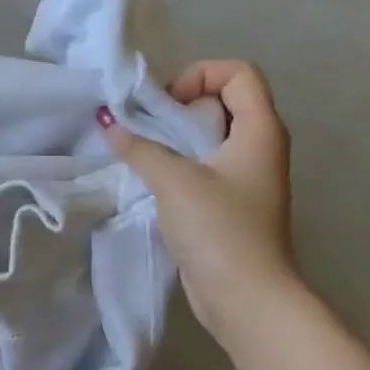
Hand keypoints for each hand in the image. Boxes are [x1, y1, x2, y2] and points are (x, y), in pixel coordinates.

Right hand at [97, 60, 301, 344]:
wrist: (244, 295)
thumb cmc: (218, 229)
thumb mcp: (174, 180)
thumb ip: (140, 148)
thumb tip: (110, 123)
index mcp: (260, 131)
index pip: (238, 73)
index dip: (200, 76)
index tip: (166, 106)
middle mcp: (258, 146)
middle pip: (220, 101)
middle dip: (178, 107)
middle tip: (144, 128)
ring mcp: (243, 176)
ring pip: (207, 137)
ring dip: (171, 138)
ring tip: (139, 152)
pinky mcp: (227, 202)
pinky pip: (200, 166)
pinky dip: (174, 164)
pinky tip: (148, 179)